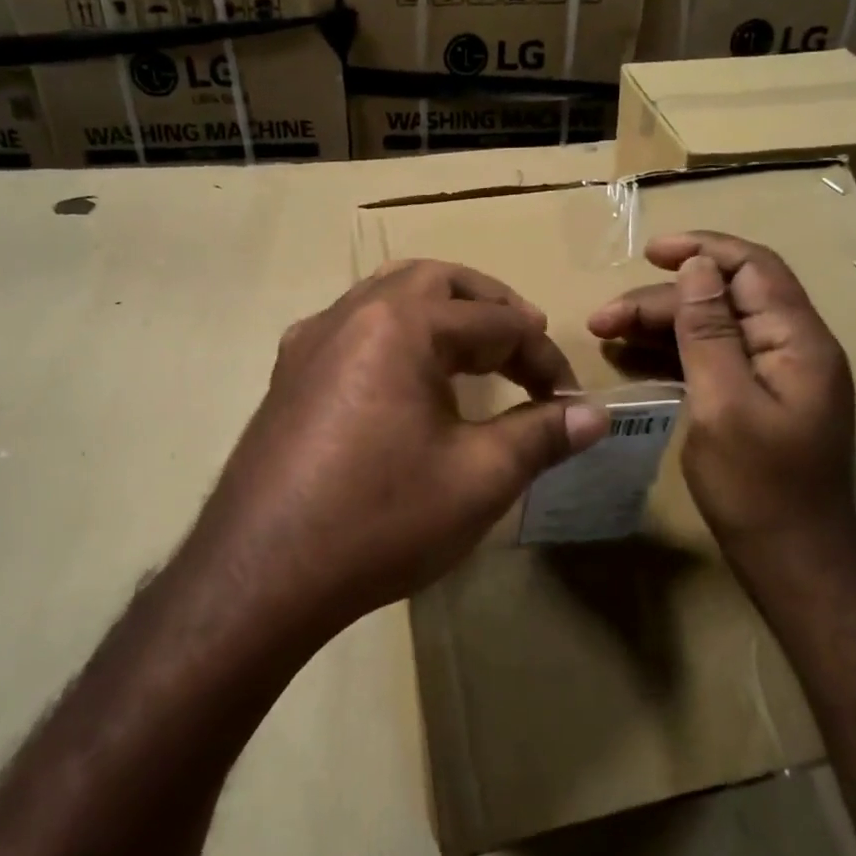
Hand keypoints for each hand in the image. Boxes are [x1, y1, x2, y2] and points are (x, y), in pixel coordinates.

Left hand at [190, 260, 607, 641]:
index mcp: (402, 324)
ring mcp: (310, 340)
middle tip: (524, 340)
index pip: (495, 322)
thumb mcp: (478, 478)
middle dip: (489, 306)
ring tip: (472, 349)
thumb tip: (595, 414)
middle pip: (436, 281)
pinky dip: (395, 333)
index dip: (543, 356)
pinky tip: (402, 376)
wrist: (260, 574)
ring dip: (438, 311)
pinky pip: (353, 327)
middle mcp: (352, 313)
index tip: (569, 398)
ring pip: (387, 296)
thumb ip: (542, 436)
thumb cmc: (380, 519)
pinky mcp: (288, 373)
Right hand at [587, 231, 855, 560]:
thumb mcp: (724, 404)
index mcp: (797, 341)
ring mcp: (775, 374)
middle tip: (603, 319)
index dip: (702, 250)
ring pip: (713, 328)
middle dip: (663, 301)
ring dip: (661, 326)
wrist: (793, 561)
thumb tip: (698, 267)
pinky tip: (631, 357)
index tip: (649, 252)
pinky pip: (711, 359)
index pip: (753, 268)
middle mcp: (792, 347)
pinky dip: (673, 354)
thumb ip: (710, 332)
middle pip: (724, 298)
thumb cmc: (757, 487)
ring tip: (605, 334)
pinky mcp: (756, 398)